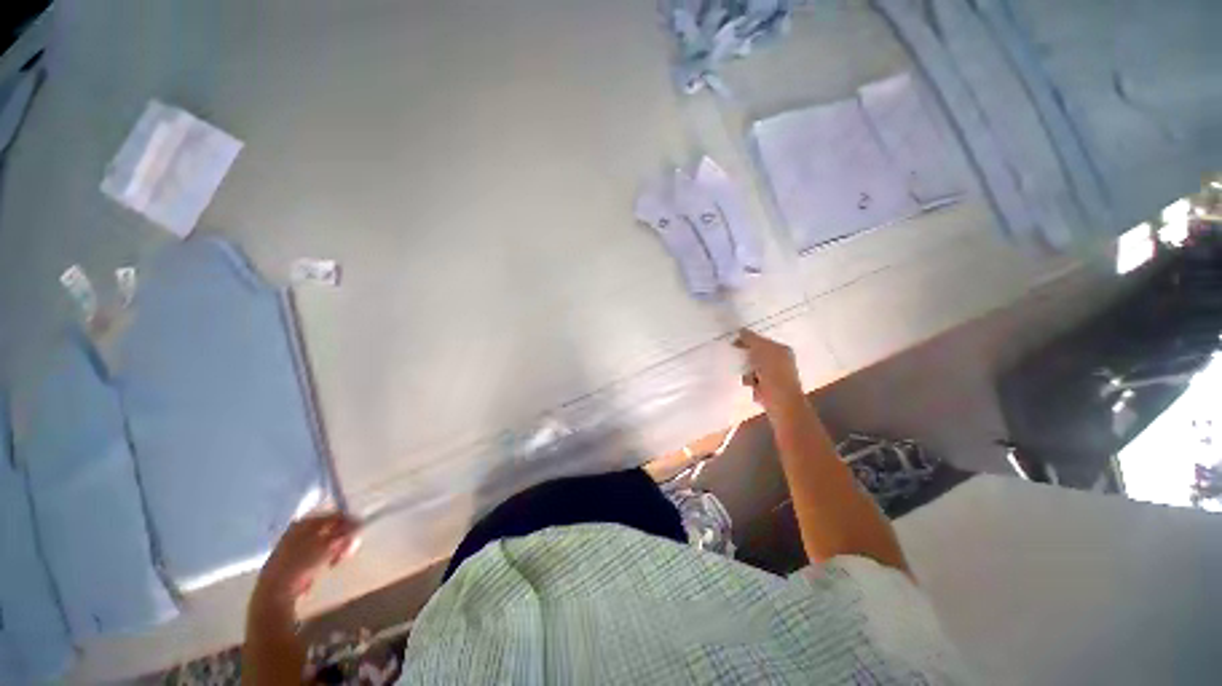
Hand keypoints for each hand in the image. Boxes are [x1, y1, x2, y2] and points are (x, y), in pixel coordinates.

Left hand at [255, 512, 359, 604]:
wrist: (275, 591)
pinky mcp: (295, 560)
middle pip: (330, 528)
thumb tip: (359, 523)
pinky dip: (325, 559)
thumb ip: (344, 533)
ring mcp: (296, 545)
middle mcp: (299, 530)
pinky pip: (317, 553)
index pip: (334, 515)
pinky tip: (324, 569)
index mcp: (305, 522)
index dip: (348, 523)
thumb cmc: (300, 565)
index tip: (357, 534)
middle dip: (342, 539)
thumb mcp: (326, 547)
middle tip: (347, 553)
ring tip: (334, 563)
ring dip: (335, 551)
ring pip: (325, 542)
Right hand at [734, 329, 803, 410]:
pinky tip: (753, 387)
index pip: (760, 340)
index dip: (747, 341)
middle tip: (741, 363)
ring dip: (747, 373)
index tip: (733, 344)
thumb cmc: (774, 374)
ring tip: (750, 379)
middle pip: (755, 354)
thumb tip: (741, 331)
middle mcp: (780, 361)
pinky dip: (750, 383)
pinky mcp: (768, 389)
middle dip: (746, 359)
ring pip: (752, 369)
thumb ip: (751, 339)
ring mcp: (774, 376)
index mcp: (781, 350)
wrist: (782, 404)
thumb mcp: (762, 350)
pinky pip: (753, 381)